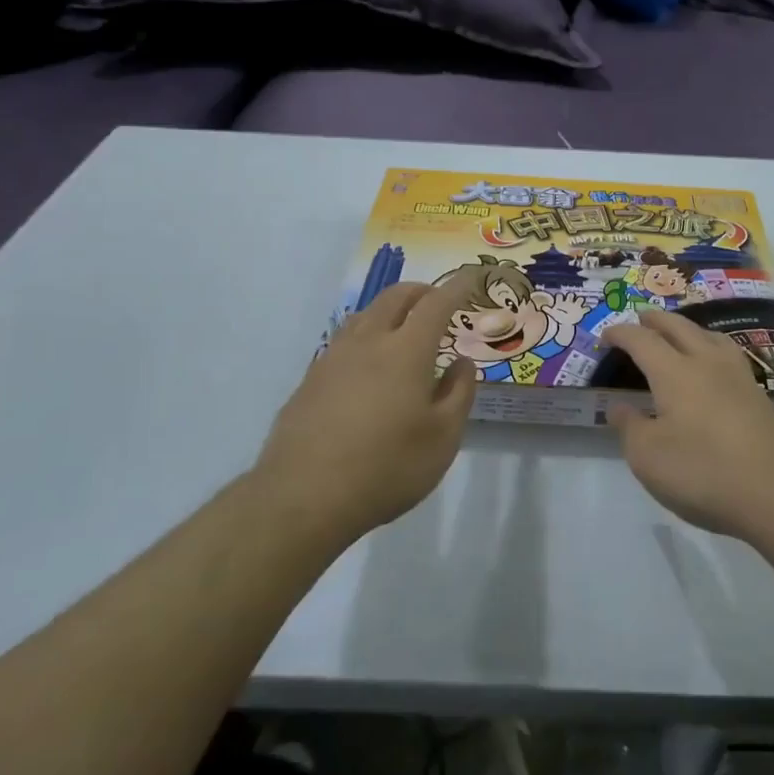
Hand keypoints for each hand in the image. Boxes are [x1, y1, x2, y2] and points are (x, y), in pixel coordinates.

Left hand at [256, 283, 475, 545]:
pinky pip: (343, 341)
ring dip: (388, 309)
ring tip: (401, 327)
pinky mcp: (310, 380)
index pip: (436, 304)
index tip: (469, 277)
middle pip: (394, 297)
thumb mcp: (443, 439)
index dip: (455, 287)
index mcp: (407, 350)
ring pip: (364, 314)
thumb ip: (458, 394)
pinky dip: (364, 336)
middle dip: (419, 291)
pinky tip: (366, 364)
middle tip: (436, 301)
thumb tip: (461, 363)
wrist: (303, 496)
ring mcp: (333, 358)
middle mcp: (368, 342)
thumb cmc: (387, 467)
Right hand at [540, 290, 591, 334]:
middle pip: (570, 295)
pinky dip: (587, 308)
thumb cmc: (557, 318)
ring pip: (579, 299)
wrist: (565, 324)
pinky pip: (586, 309)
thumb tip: (541, 307)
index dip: (559, 296)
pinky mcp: (581, 311)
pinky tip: (588, 308)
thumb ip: (546, 310)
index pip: (559, 296)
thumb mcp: (551, 313)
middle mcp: (568, 303)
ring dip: (580, 300)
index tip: (559, 297)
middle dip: (571, 296)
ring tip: (581, 300)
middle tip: (570, 298)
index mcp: (560, 303)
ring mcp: (576, 306)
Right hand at [602, 308, 773, 540]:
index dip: (621, 334)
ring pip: (710, 336)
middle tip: (641, 318)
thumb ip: (630, 427)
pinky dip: (711, 349)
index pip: (642, 340)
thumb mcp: (648, 457)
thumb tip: (619, 407)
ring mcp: (739, 378)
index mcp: (675, 372)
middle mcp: (707, 363)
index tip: (605, 336)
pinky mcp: (760, 398)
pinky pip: (728, 356)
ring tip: (680, 333)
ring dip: (689, 328)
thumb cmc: (704, 472)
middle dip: (656, 320)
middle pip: (679, 327)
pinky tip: (713, 368)